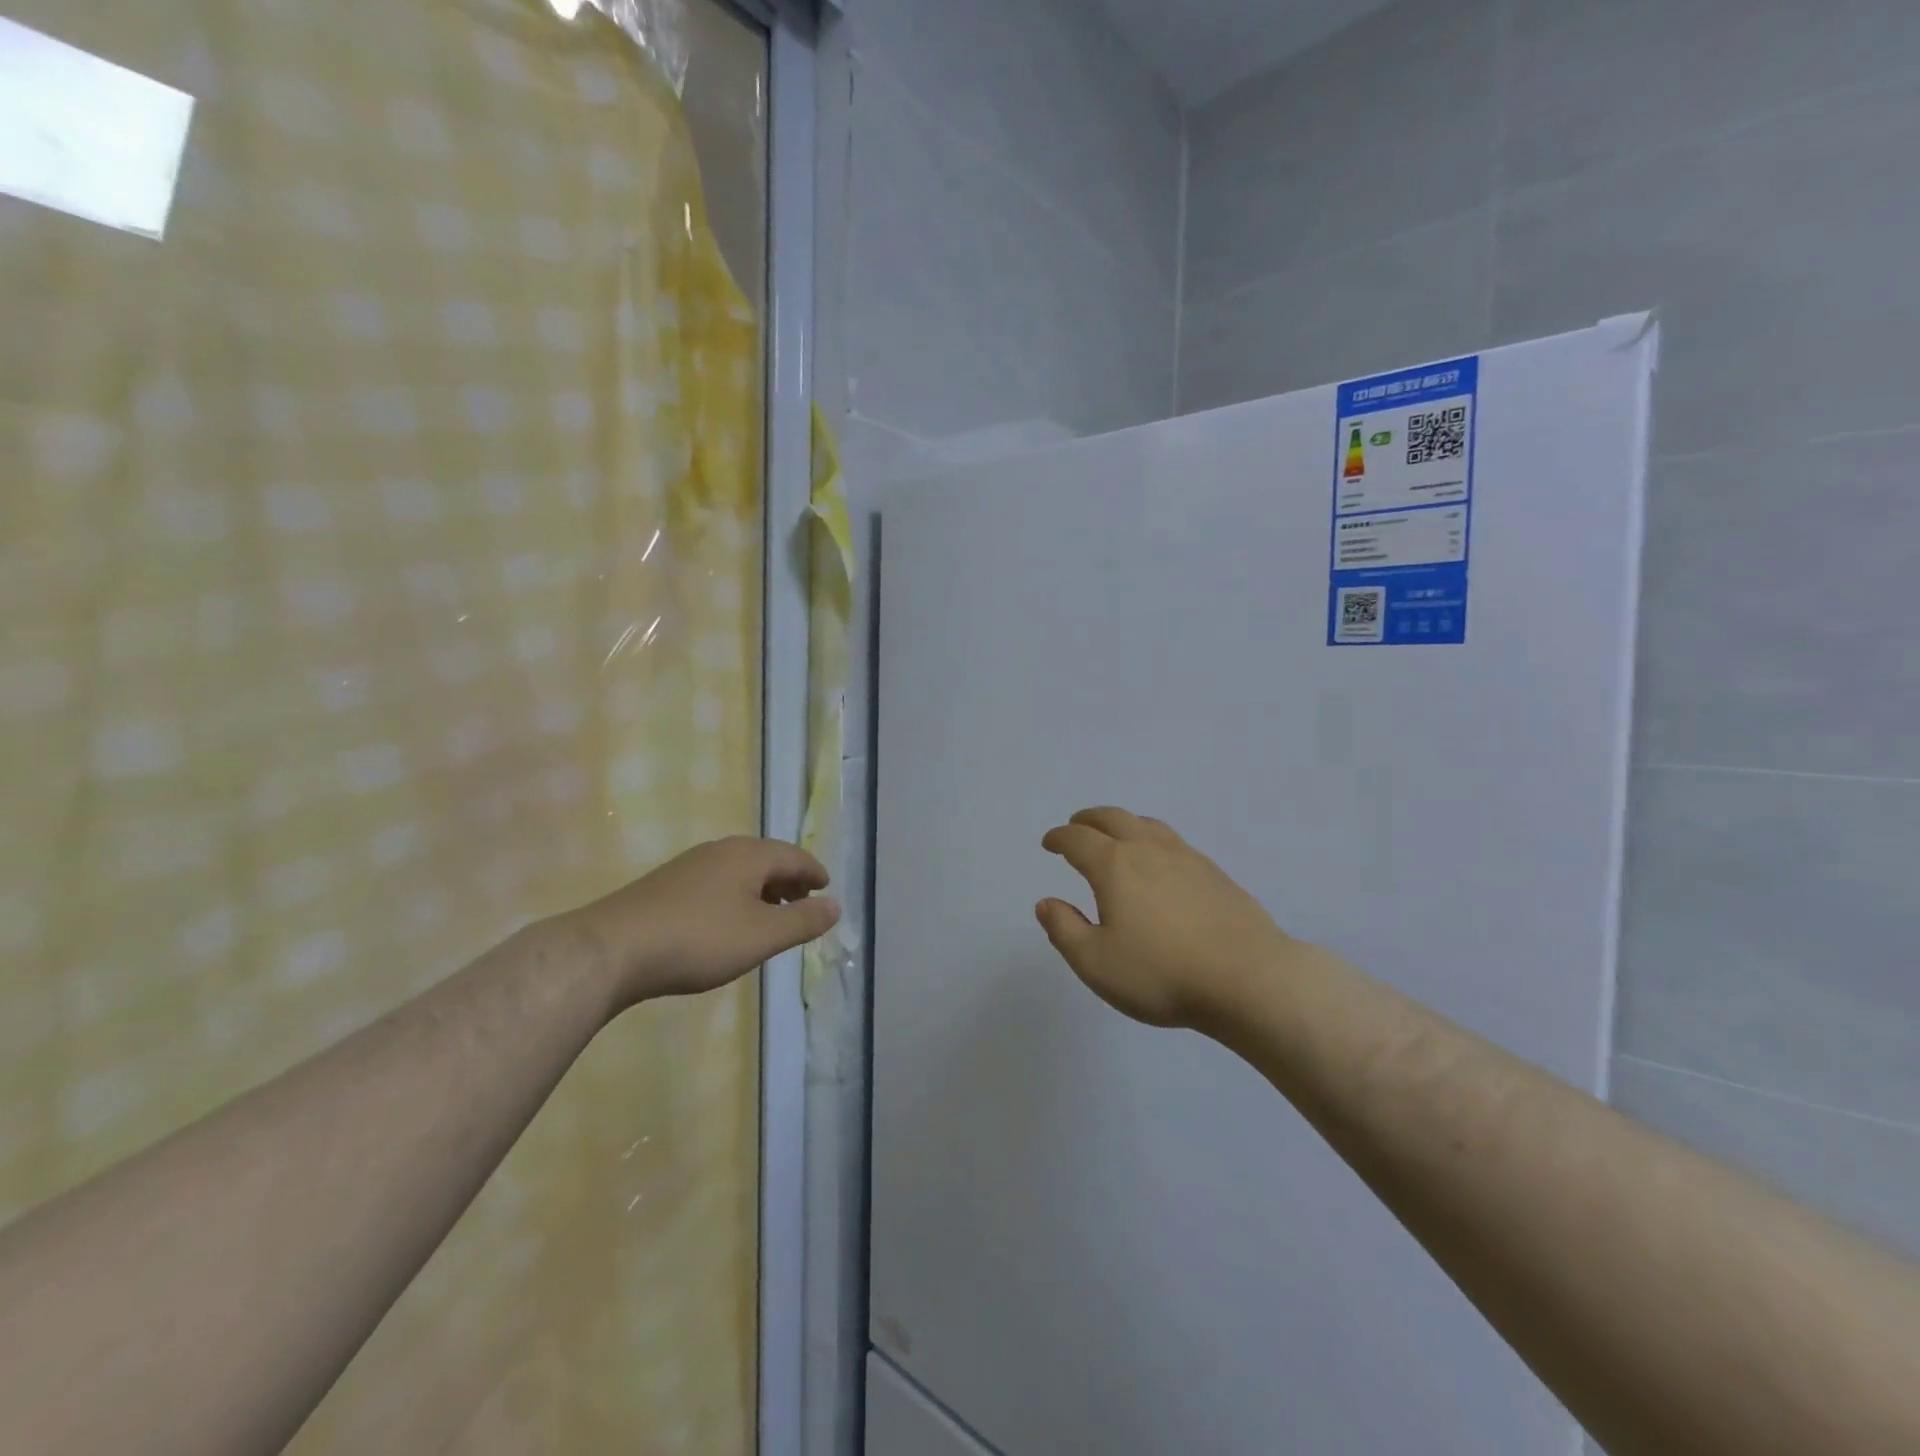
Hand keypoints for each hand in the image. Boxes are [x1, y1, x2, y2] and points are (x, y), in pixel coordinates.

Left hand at [566, 836, 840, 1006]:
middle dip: (789, 879)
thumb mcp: (762, 936)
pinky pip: (716, 883)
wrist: (612, 949)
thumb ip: (803, 920)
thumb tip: (836, 906)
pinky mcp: (665, 886)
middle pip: (766, 859)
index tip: (826, 888)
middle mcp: (721, 850)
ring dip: (762, 889)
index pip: (794, 856)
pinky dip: (736, 896)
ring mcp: (689, 866)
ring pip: (739, 871)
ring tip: (771, 915)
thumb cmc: (700, 939)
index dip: (814, 872)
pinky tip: (729, 922)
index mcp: (748, 855)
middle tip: (804, 901)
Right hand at [1038, 807, 1298, 1029]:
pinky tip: (1160, 861)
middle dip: (1089, 819)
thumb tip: (1047, 903)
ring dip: (1123, 823)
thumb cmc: (1162, 973)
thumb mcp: (1096, 963)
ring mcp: (1186, 858)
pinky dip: (1153, 839)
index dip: (1059, 838)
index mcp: (1114, 866)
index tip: (1049, 842)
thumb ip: (1065, 930)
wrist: (1249, 978)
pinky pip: (1173, 841)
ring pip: (1147, 825)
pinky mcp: (1215, 873)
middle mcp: (1148, 850)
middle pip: (1113, 819)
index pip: (1078, 840)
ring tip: (1116, 834)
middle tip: (1076, 825)